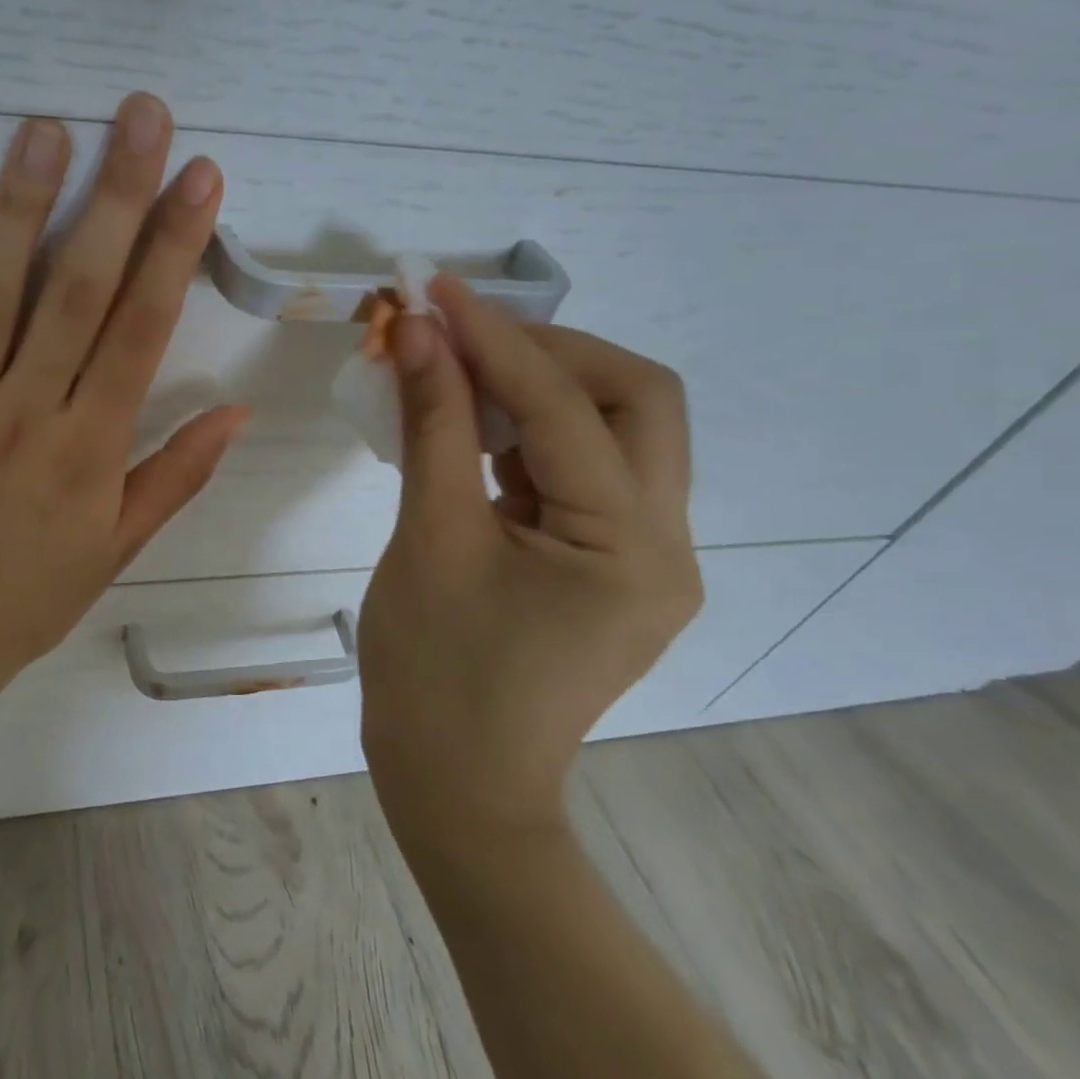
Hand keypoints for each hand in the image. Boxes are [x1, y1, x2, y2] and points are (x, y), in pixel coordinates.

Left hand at [0, 93, 249, 708]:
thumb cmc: (29, 598)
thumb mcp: (118, 548)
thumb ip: (176, 474)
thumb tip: (237, 411)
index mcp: (91, 446)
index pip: (143, 329)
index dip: (174, 247)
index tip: (199, 177)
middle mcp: (29, 412)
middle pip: (78, 290)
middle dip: (115, 197)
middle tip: (138, 115)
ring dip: (18, 210)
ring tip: (43, 131)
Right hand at [359, 276, 701, 834]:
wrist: (456, 786)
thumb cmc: (435, 674)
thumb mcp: (429, 538)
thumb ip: (431, 426)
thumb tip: (415, 334)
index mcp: (632, 548)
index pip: (568, 408)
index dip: (496, 340)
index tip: (435, 292)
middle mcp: (665, 544)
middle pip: (634, 401)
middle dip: (548, 351)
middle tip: (462, 334)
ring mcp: (643, 556)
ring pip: (612, 430)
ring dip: (537, 385)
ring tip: (457, 366)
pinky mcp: (609, 564)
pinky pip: (579, 470)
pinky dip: (527, 431)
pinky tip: (471, 421)